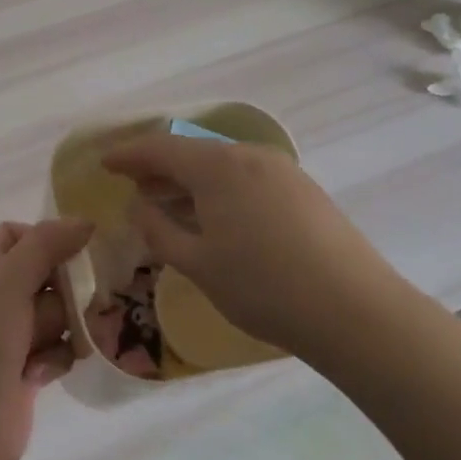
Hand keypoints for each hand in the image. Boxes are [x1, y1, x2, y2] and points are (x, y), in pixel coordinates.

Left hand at [0, 219, 92, 459]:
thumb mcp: (7, 284)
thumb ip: (45, 246)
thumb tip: (85, 220)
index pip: (16, 234)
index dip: (45, 237)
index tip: (76, 250)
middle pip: (47, 274)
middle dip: (69, 287)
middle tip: (88, 298)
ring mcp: (12, 337)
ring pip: (59, 314)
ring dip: (68, 326)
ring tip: (70, 340)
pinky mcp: (27, 372)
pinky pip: (58, 350)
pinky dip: (57, 358)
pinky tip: (43, 374)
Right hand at [100, 134, 401, 355]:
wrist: (356, 311)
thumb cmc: (264, 288)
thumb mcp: (198, 264)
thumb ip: (159, 230)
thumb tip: (138, 206)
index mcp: (217, 166)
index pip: (160, 148)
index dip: (128, 154)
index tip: (105, 163)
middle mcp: (248, 155)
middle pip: (192, 152)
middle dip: (159, 167)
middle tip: (134, 186)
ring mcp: (281, 170)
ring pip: (222, 164)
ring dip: (191, 179)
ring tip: (170, 202)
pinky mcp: (304, 189)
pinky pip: (247, 176)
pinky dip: (220, 188)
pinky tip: (216, 215)